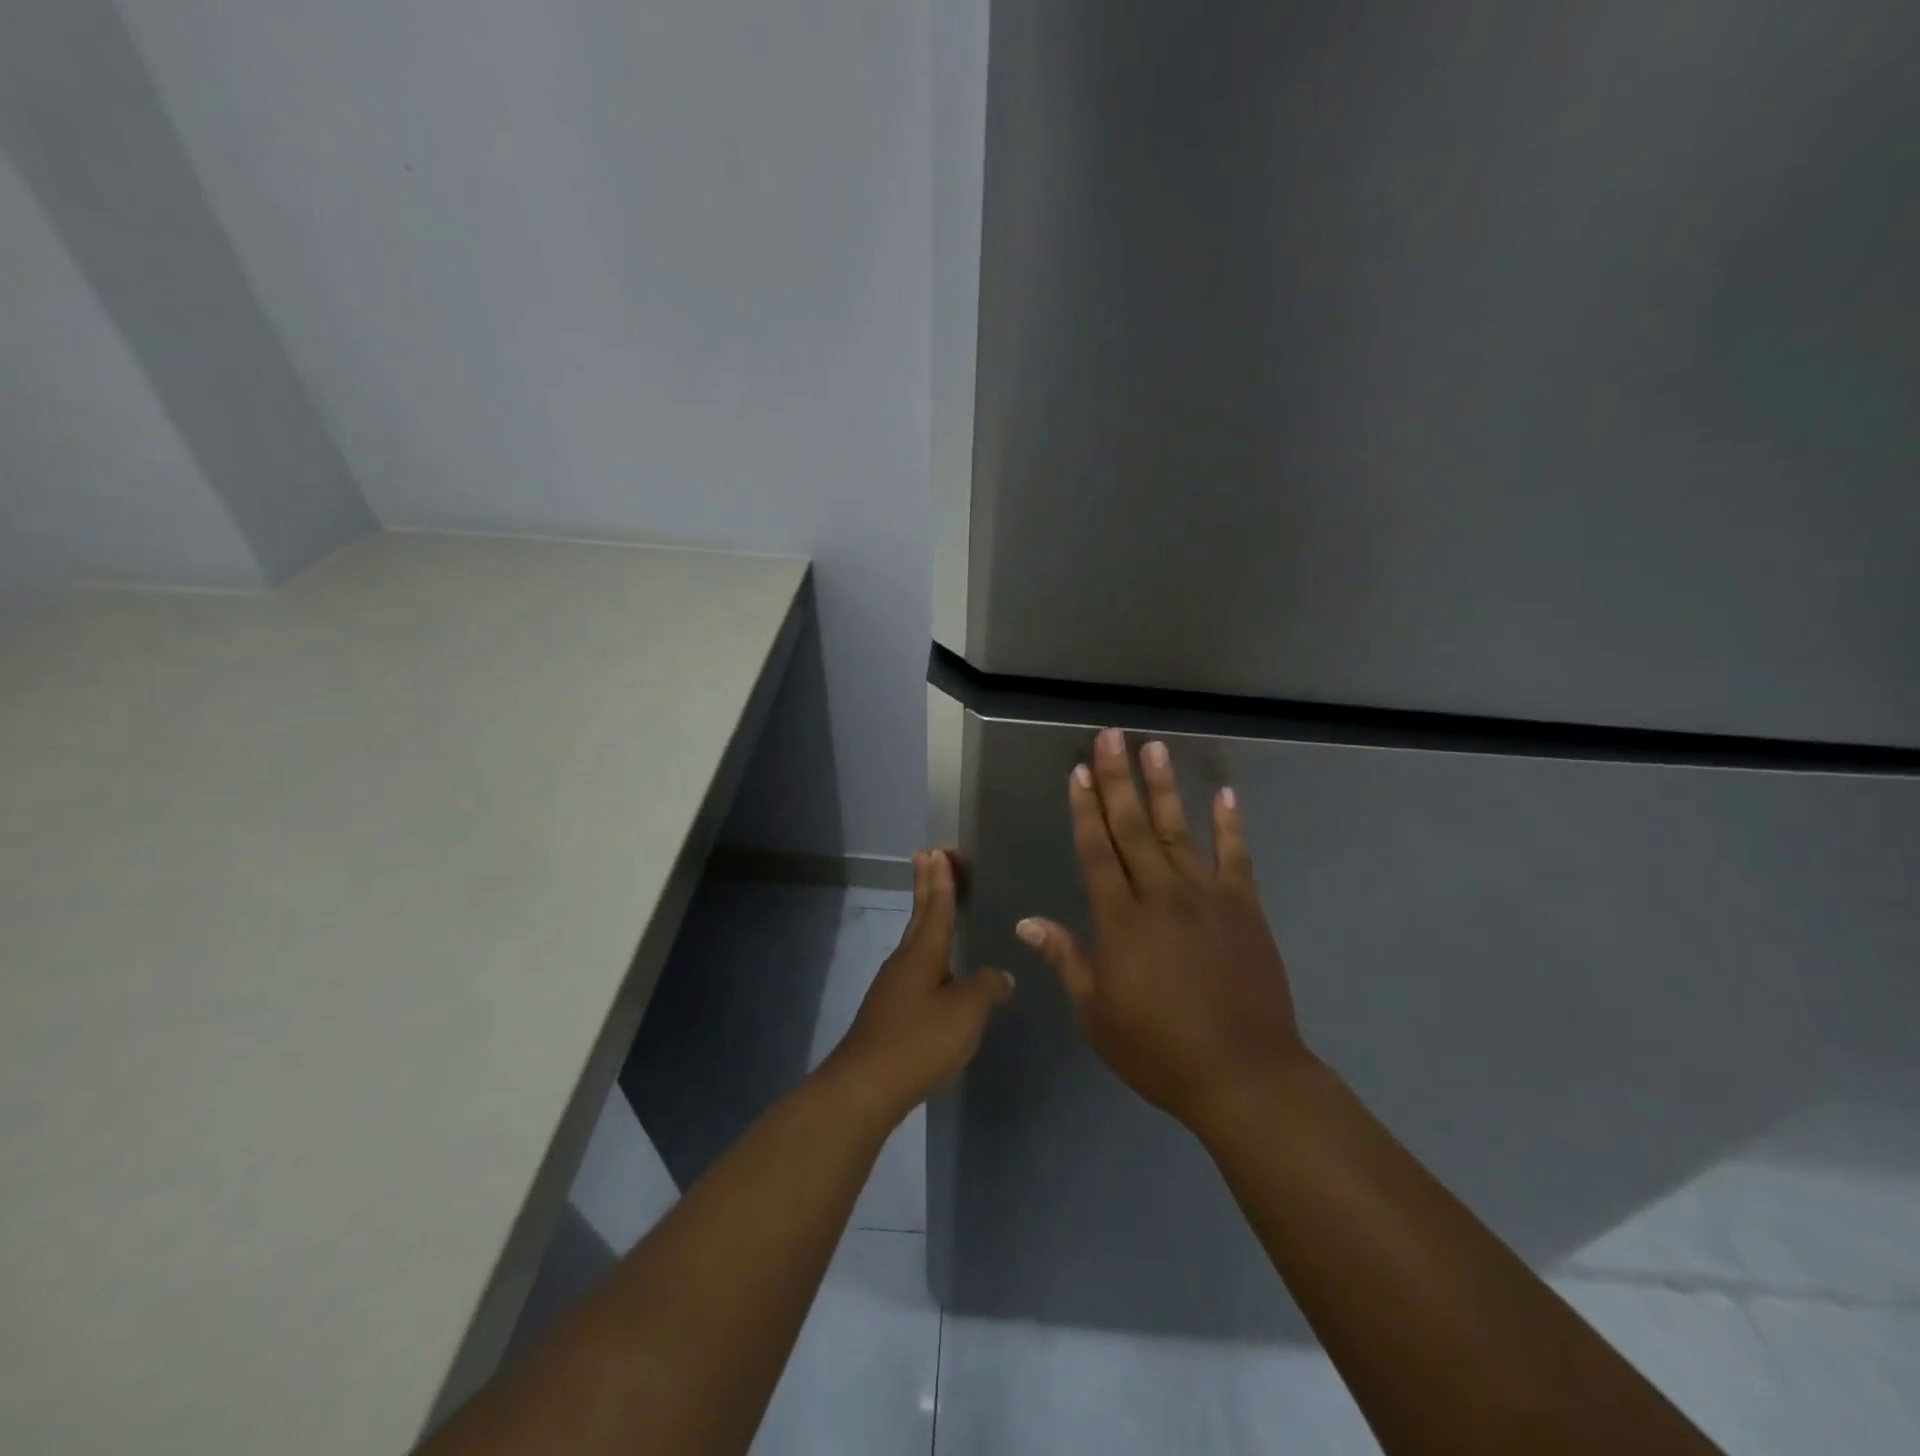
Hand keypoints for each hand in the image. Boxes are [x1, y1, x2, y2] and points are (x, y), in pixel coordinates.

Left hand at [826, 849, 1014, 1121]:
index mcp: (924, 953)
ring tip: (938, 904)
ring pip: (915, 940)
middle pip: (920, 914)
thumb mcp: (965, 1013)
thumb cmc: (919, 1041)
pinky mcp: (889, 1009)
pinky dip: (927, 951)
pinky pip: (914, 966)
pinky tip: (937, 969)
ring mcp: (893, 985)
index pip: (937, 906)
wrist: (866, 1086)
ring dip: (926, 915)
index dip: (942, 879)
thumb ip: (986, 989)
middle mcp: (905, 960)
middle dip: (927, 884)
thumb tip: (1000, 976)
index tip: (938, 850)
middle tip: (930, 855)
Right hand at [1016, 729, 1310, 1130]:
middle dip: (1118, 779)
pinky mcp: (1243, 908)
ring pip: (1178, 831)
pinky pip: (1235, 856)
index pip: (1096, 852)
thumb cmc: (1159, 1051)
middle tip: (1110, 737)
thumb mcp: (1097, 1014)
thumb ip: (1066, 960)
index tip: (1079, 772)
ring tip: (1154, 748)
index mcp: (1120, 921)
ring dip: (1164, 788)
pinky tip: (1224, 794)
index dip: (1084, 810)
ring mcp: (1206, 898)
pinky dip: (1230, 824)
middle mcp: (1160, 896)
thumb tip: (1028, 923)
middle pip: (1132, 828)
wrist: (1245, 1075)